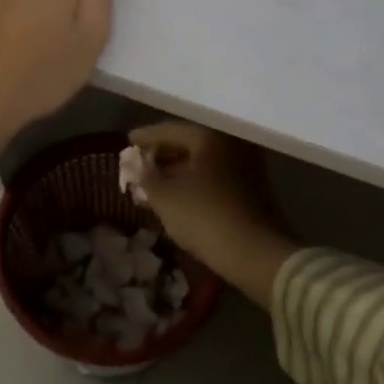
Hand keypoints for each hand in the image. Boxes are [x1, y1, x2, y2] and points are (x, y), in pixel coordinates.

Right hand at [127, 122, 296, 308]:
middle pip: (188, 143)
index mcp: (210, 136)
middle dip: (161, 155)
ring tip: (154, 182)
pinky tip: (178, 196)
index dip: (145, 137)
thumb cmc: (205, 217)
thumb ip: (145, 175)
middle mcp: (231, 143)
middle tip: (139, 164)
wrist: (256, 253)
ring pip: (202, 162)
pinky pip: (215, 176)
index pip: (170, 130)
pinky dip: (194, 182)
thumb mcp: (164, 197)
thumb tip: (136, 164)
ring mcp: (246, 165)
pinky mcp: (253, 188)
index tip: (127, 141)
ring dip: (177, 171)